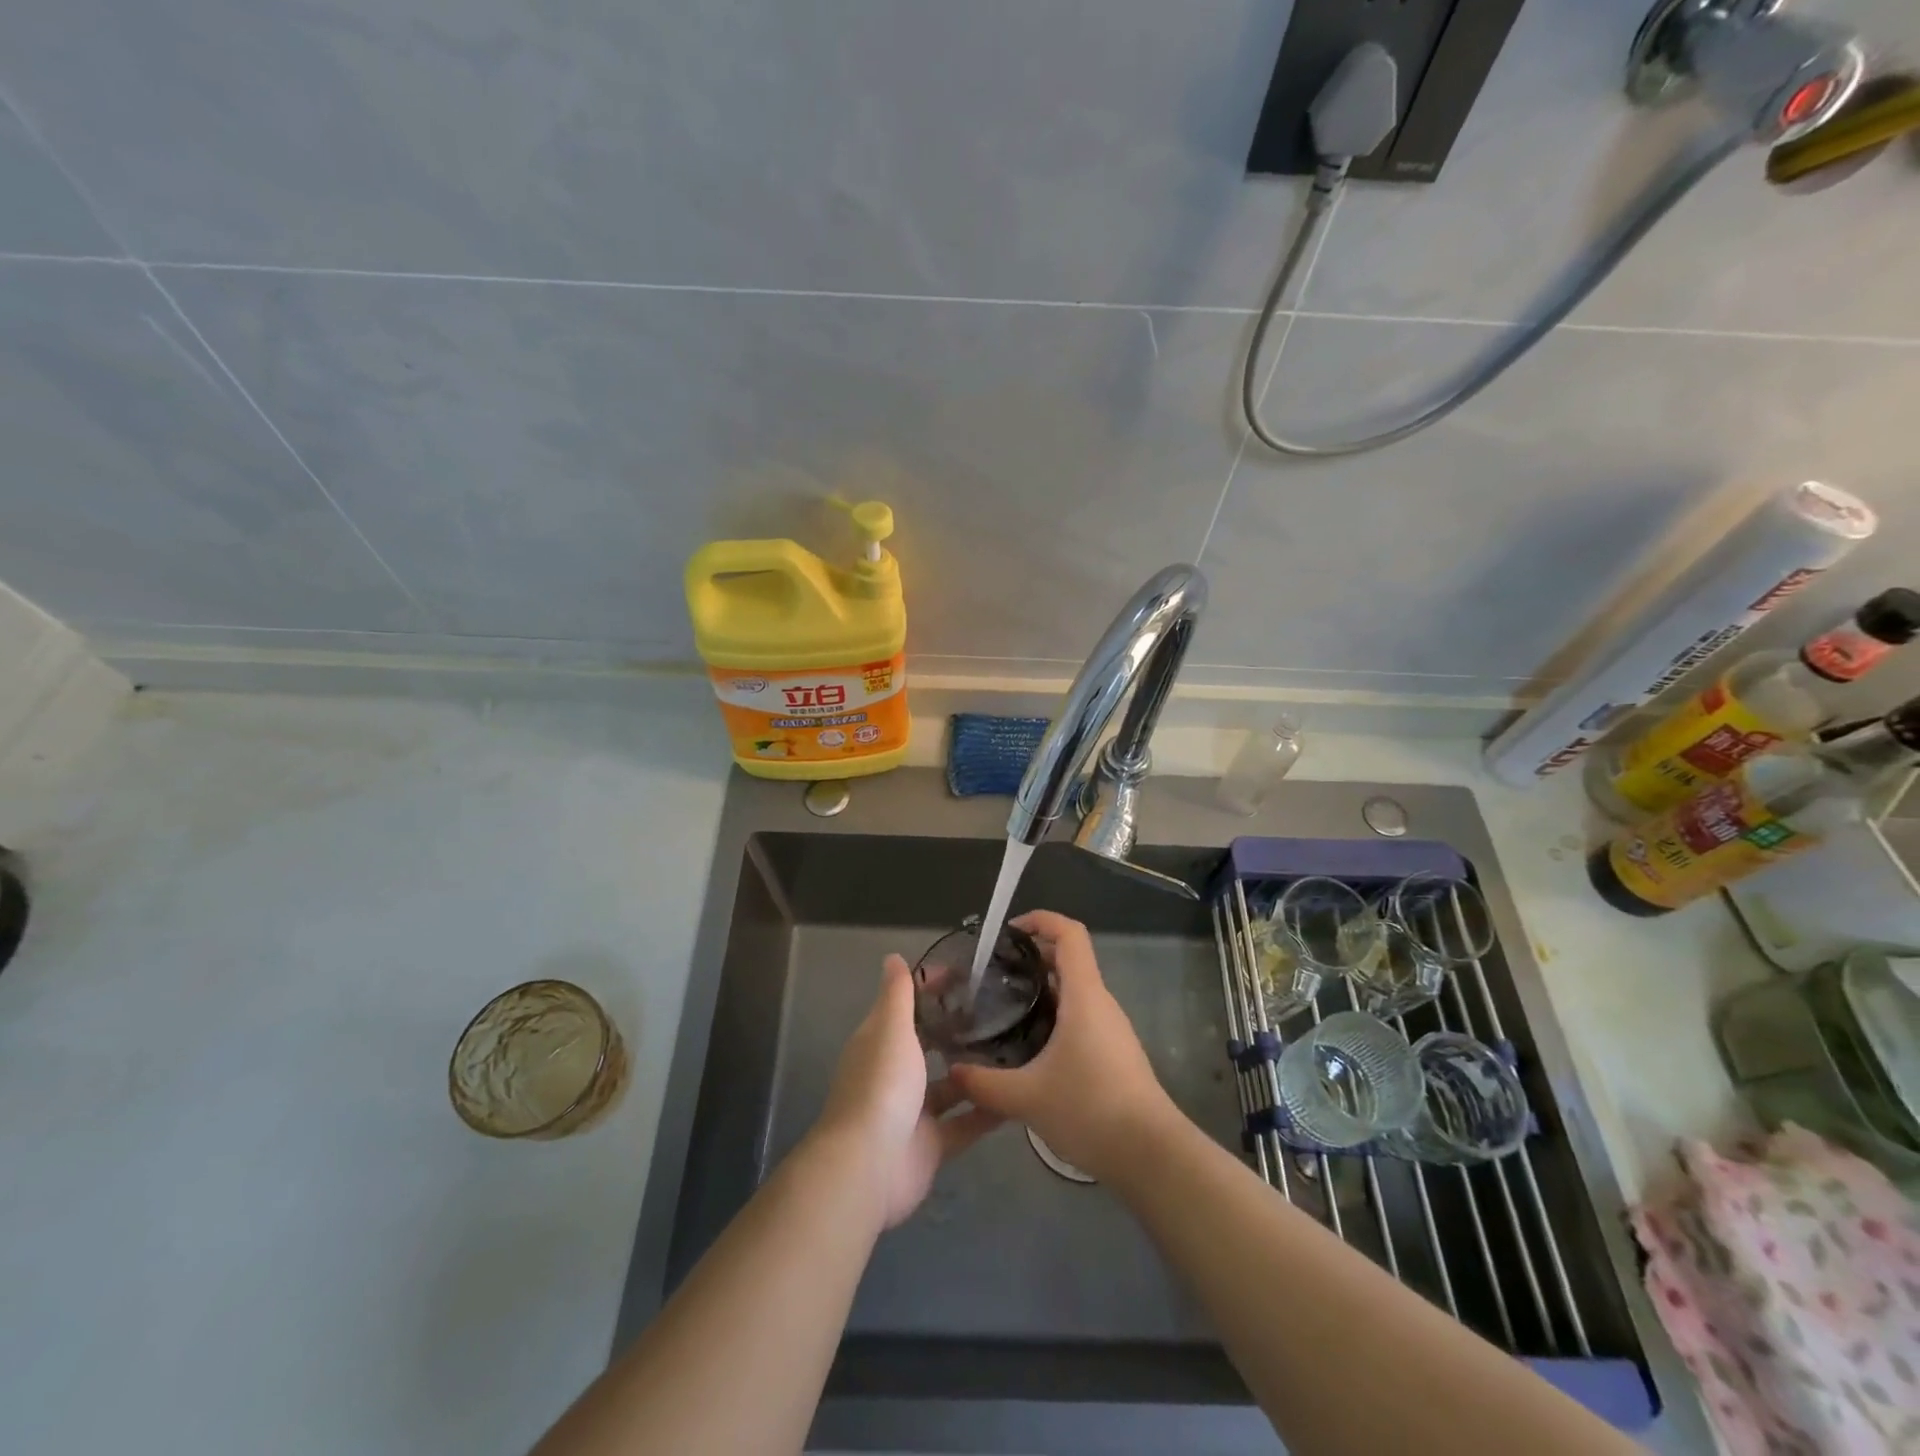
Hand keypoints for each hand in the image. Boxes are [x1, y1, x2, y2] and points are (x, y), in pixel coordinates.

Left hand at [811, 954, 1003, 1230]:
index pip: (907, 1006)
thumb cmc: (881, 1086)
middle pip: (929, 1045)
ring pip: (950, 1086)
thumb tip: (893, 956)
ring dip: (976, 1072)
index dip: (932, 990)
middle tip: (1001, 1012)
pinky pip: (965, 1124)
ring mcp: (914, 1112)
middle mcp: (896, 1074)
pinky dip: (987, 1112)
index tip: (967, 976)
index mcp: (881, 1042)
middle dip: (958, 1031)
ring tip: (1017, 1050)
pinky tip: (1018, 1097)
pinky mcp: (932, 1145)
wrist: (869, 1166)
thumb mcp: (890, 1029)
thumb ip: (897, 995)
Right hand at [947, 910, 1177, 1182]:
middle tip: (992, 973)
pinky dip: (1053, 1015)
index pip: (1070, 934)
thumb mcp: (1027, 1098)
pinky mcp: (1113, 1052)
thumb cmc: (1090, 1110)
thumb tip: (952, 1071)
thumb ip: (984, 1082)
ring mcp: (1110, 1028)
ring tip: (1003, 1006)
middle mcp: (1100, 1003)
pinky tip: (1028, 1045)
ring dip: (1040, 989)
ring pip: (1073, 991)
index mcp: (1084, 996)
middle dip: (1030, 956)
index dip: (1041, 920)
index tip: (1008, 931)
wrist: (1151, 1156)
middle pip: (1068, 959)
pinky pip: (1080, 1016)